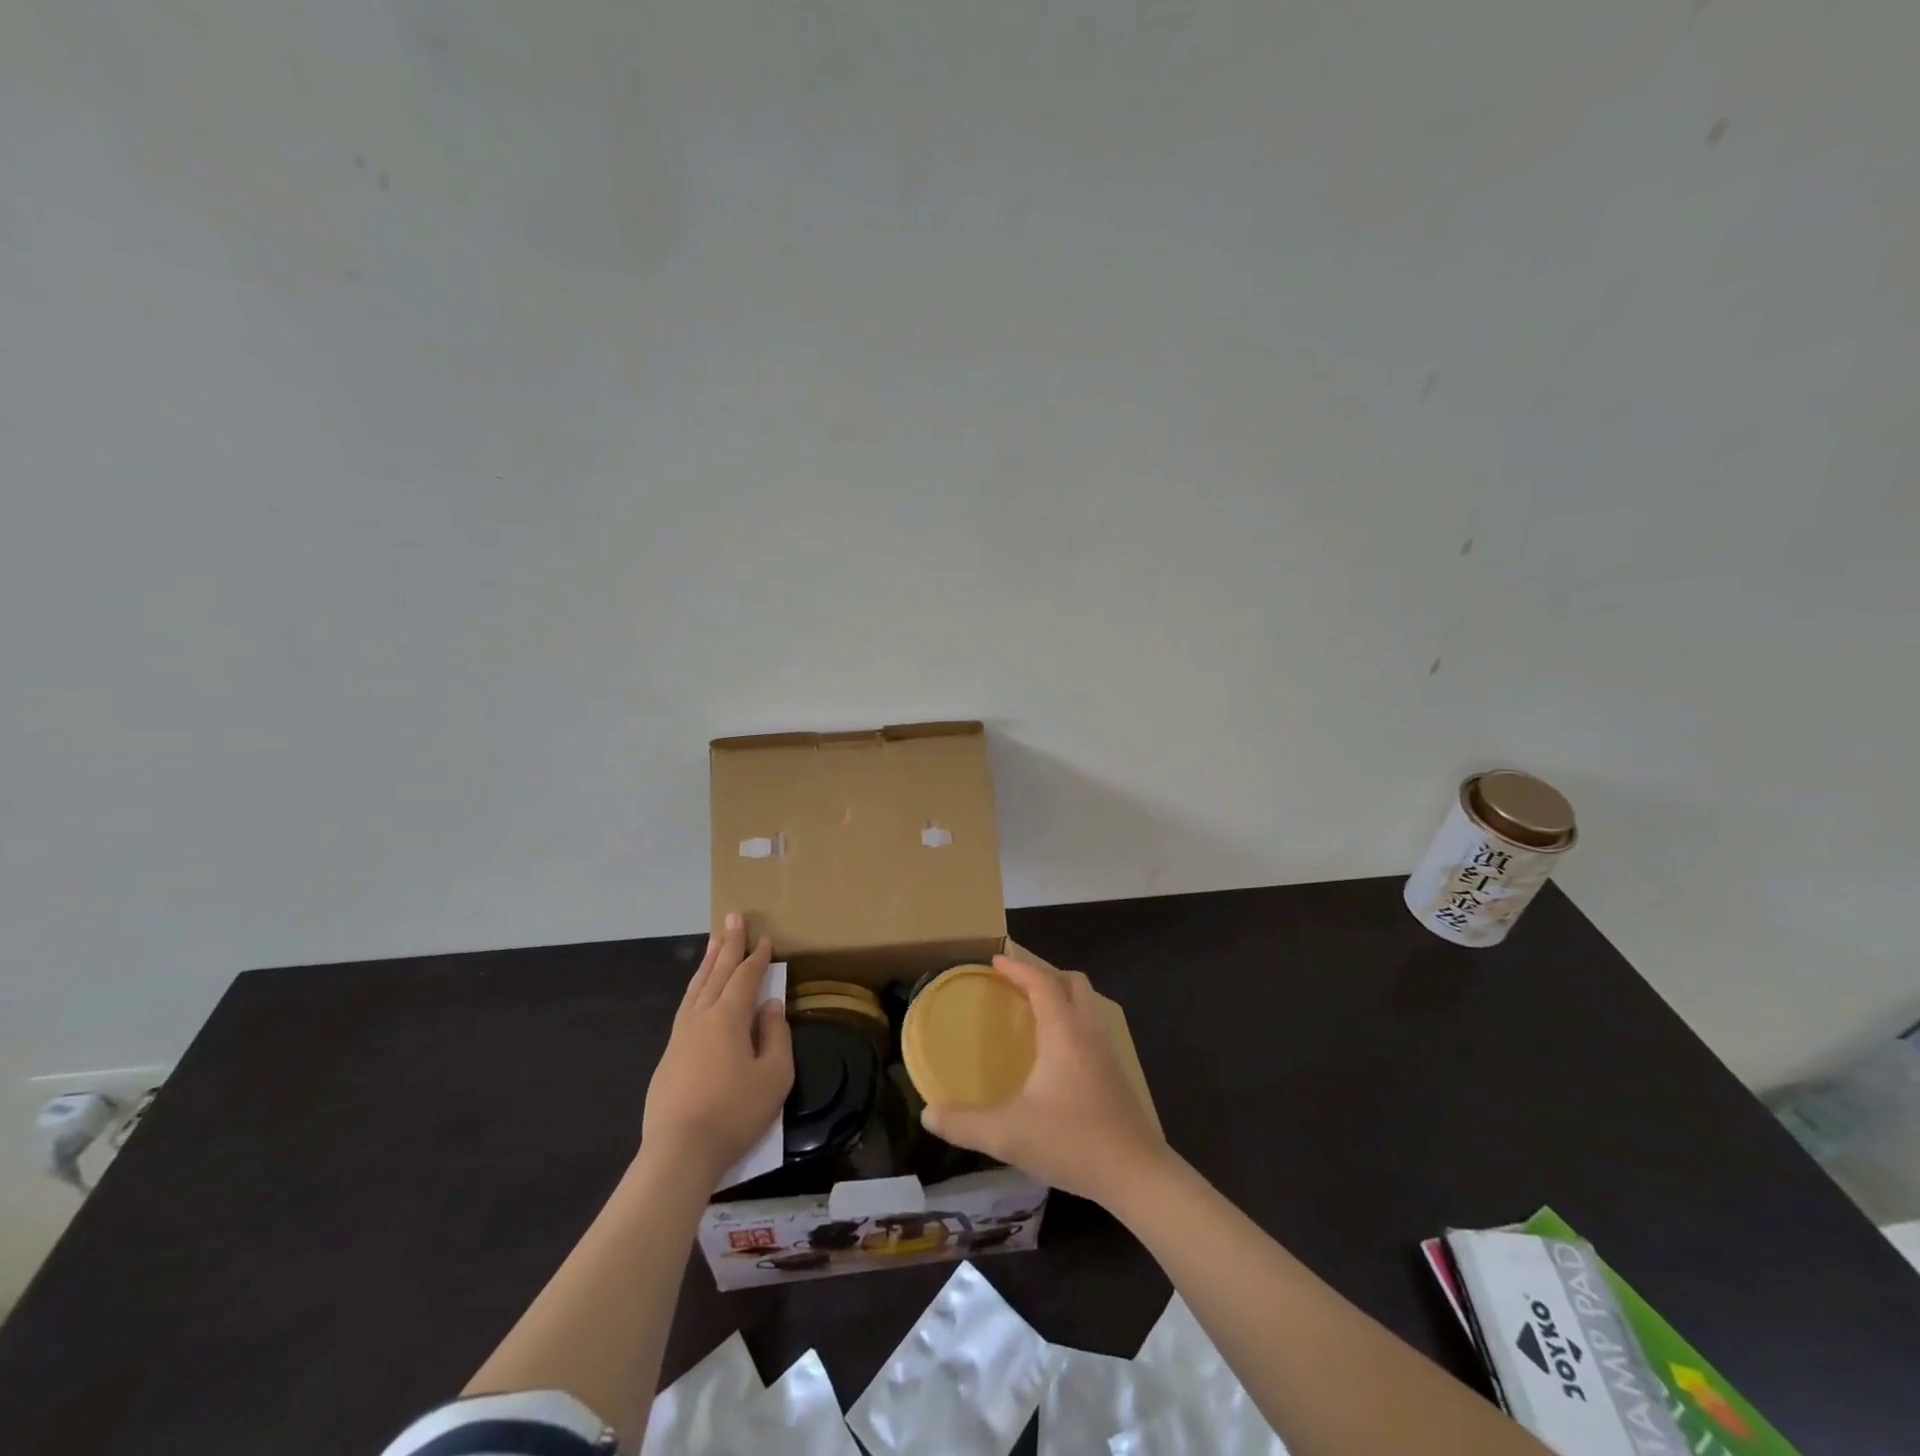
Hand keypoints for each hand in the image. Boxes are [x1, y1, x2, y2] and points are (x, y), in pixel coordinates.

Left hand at [641, 914, 792, 1187]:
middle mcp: (701, 1017)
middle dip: (728, 944)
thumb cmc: (734, 1113)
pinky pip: (686, 1006)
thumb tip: (771, 1006)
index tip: (765, 938)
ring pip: (696, 987)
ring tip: (715, 942)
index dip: (757, 957)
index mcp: (728, 1018)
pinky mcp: (669, 1056)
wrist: (679, 1153)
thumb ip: (776, 1036)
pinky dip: (696, 987)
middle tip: (733, 917)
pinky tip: (698, 990)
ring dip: (708, 962)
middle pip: (717, 972)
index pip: (745, 978)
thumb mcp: (774, 1076)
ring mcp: (680, 1036)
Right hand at [921, 956, 1168, 1207]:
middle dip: (1044, 976)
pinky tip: (1054, 1056)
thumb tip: (928, 1114)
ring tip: (1032, 1015)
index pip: (1042, 983)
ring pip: (1087, 1006)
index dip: (1018, 969)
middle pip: (1074, 984)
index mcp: (1064, 1033)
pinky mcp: (1115, 1075)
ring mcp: (1107, 1054)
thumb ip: (964, 1124)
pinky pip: (1091, 1029)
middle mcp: (1088, 1033)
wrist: (1137, 1175)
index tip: (994, 962)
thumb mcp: (1008, 1135)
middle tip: (1015, 987)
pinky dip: (1071, 1023)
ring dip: (1062, 999)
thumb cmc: (1072, 1142)